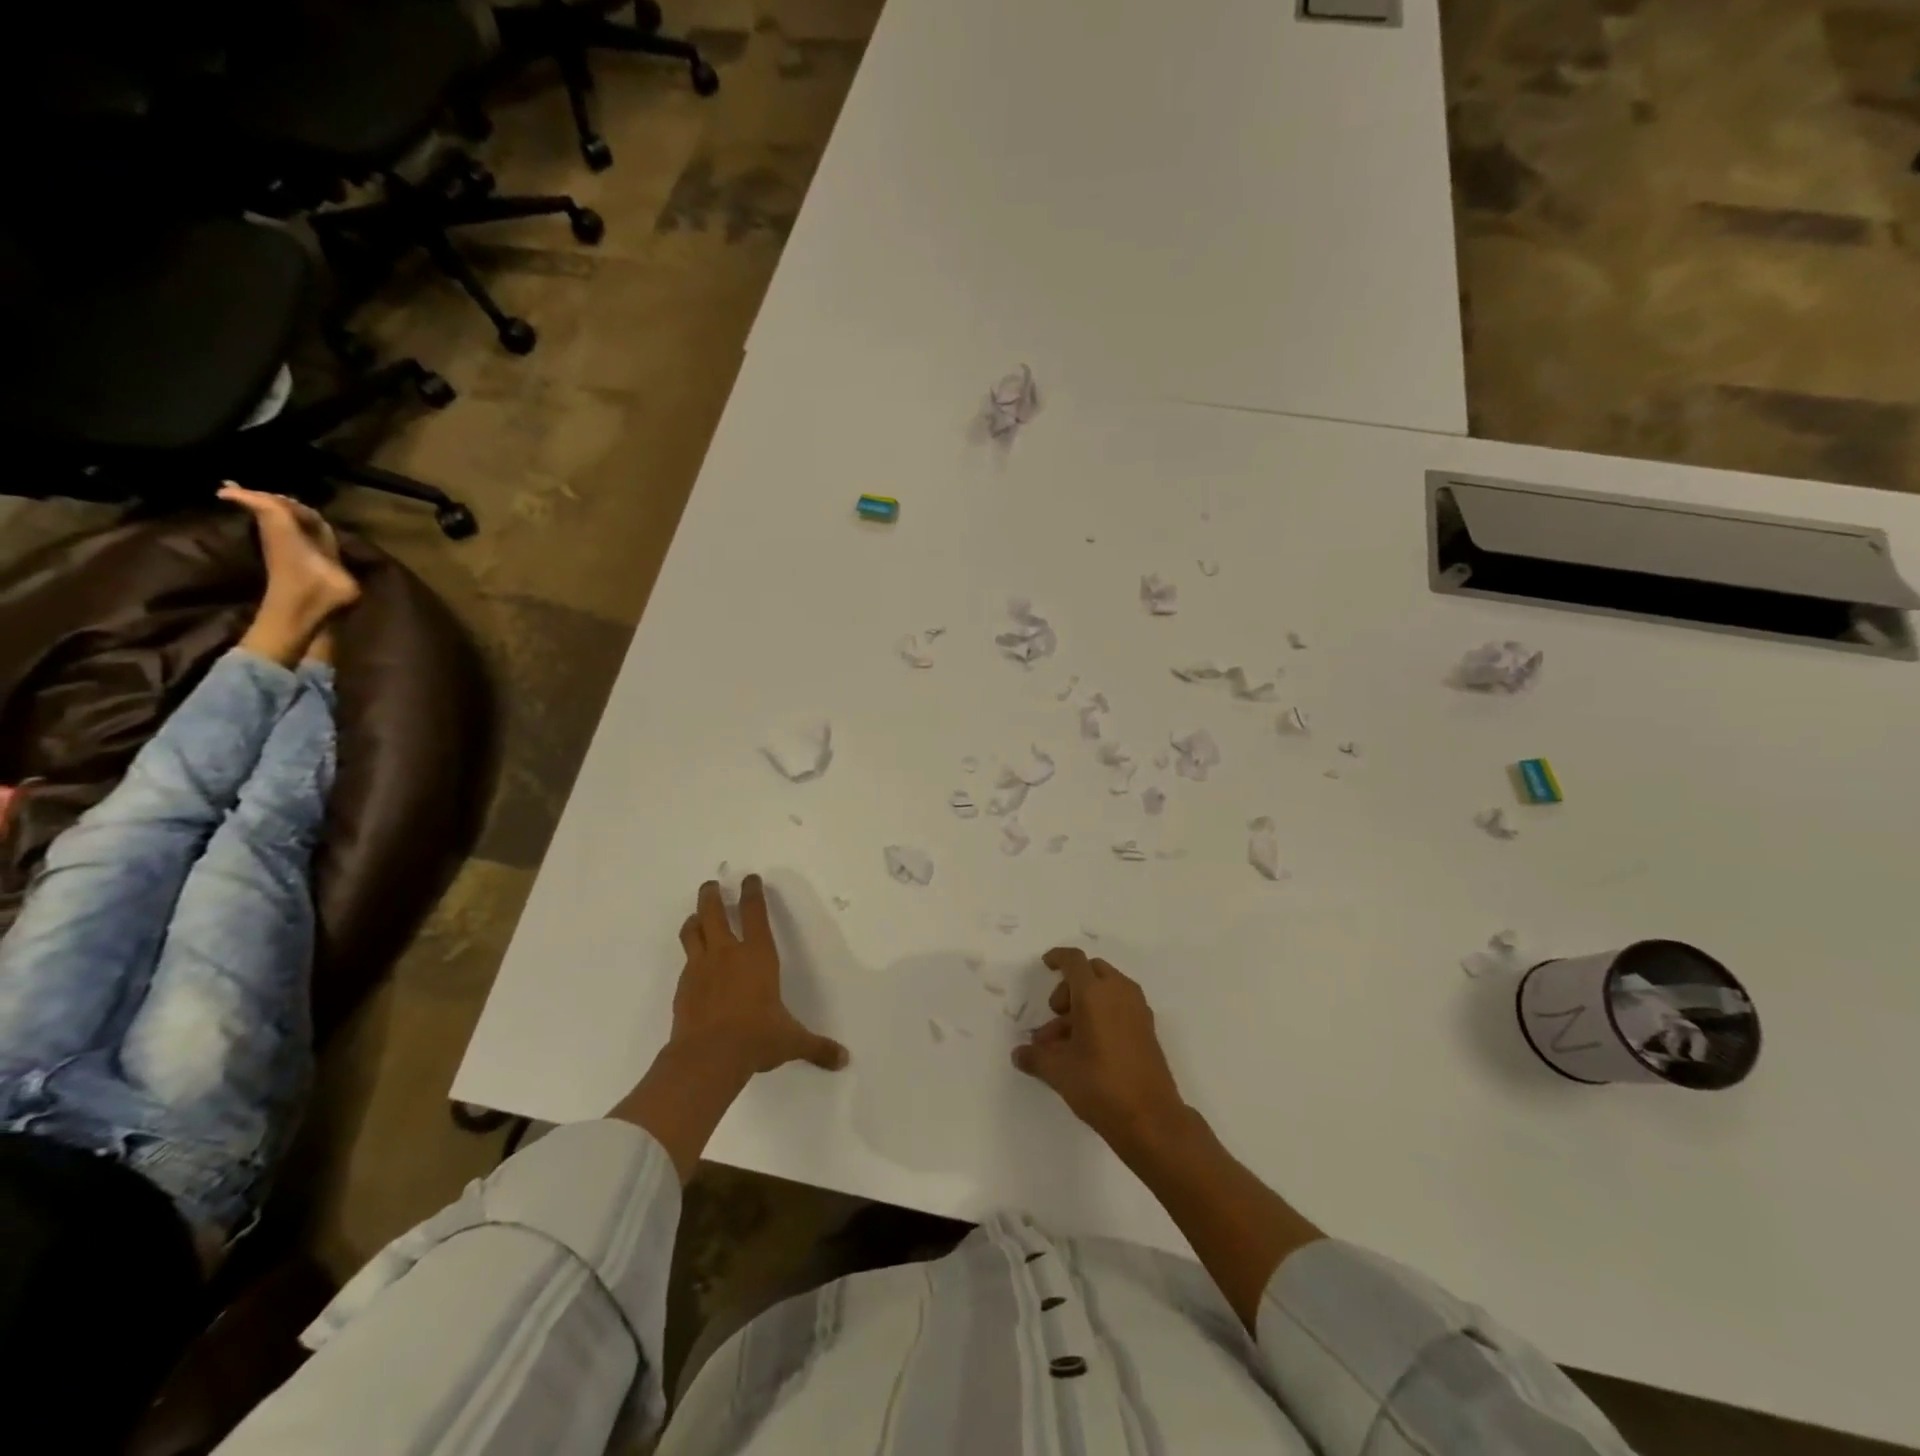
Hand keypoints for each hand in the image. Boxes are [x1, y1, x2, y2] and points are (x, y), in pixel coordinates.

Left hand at [671, 876, 847, 1076]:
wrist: (707, 1058)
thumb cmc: (756, 1038)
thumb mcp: (791, 1041)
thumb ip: (816, 1047)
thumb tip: (844, 1059)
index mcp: (757, 956)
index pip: (755, 914)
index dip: (753, 893)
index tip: (750, 879)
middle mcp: (727, 954)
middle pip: (714, 912)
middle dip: (712, 895)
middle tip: (711, 885)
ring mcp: (700, 969)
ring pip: (692, 932)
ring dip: (695, 919)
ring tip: (696, 916)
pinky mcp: (683, 988)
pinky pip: (686, 962)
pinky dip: (690, 956)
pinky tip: (694, 964)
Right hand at [1013, 947, 1188, 1149]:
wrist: (1151, 1119)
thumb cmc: (1100, 1086)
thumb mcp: (1059, 1072)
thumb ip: (1035, 1057)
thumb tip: (1018, 1054)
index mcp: (1094, 993)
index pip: (1074, 960)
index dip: (1058, 958)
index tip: (1046, 965)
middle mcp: (1119, 993)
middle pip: (1092, 971)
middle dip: (1070, 987)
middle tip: (1055, 1014)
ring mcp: (1137, 1010)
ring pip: (1107, 990)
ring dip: (1085, 1003)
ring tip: (1065, 1041)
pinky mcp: (1147, 1029)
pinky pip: (1120, 1006)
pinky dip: (1103, 1013)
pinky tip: (1088, 1047)